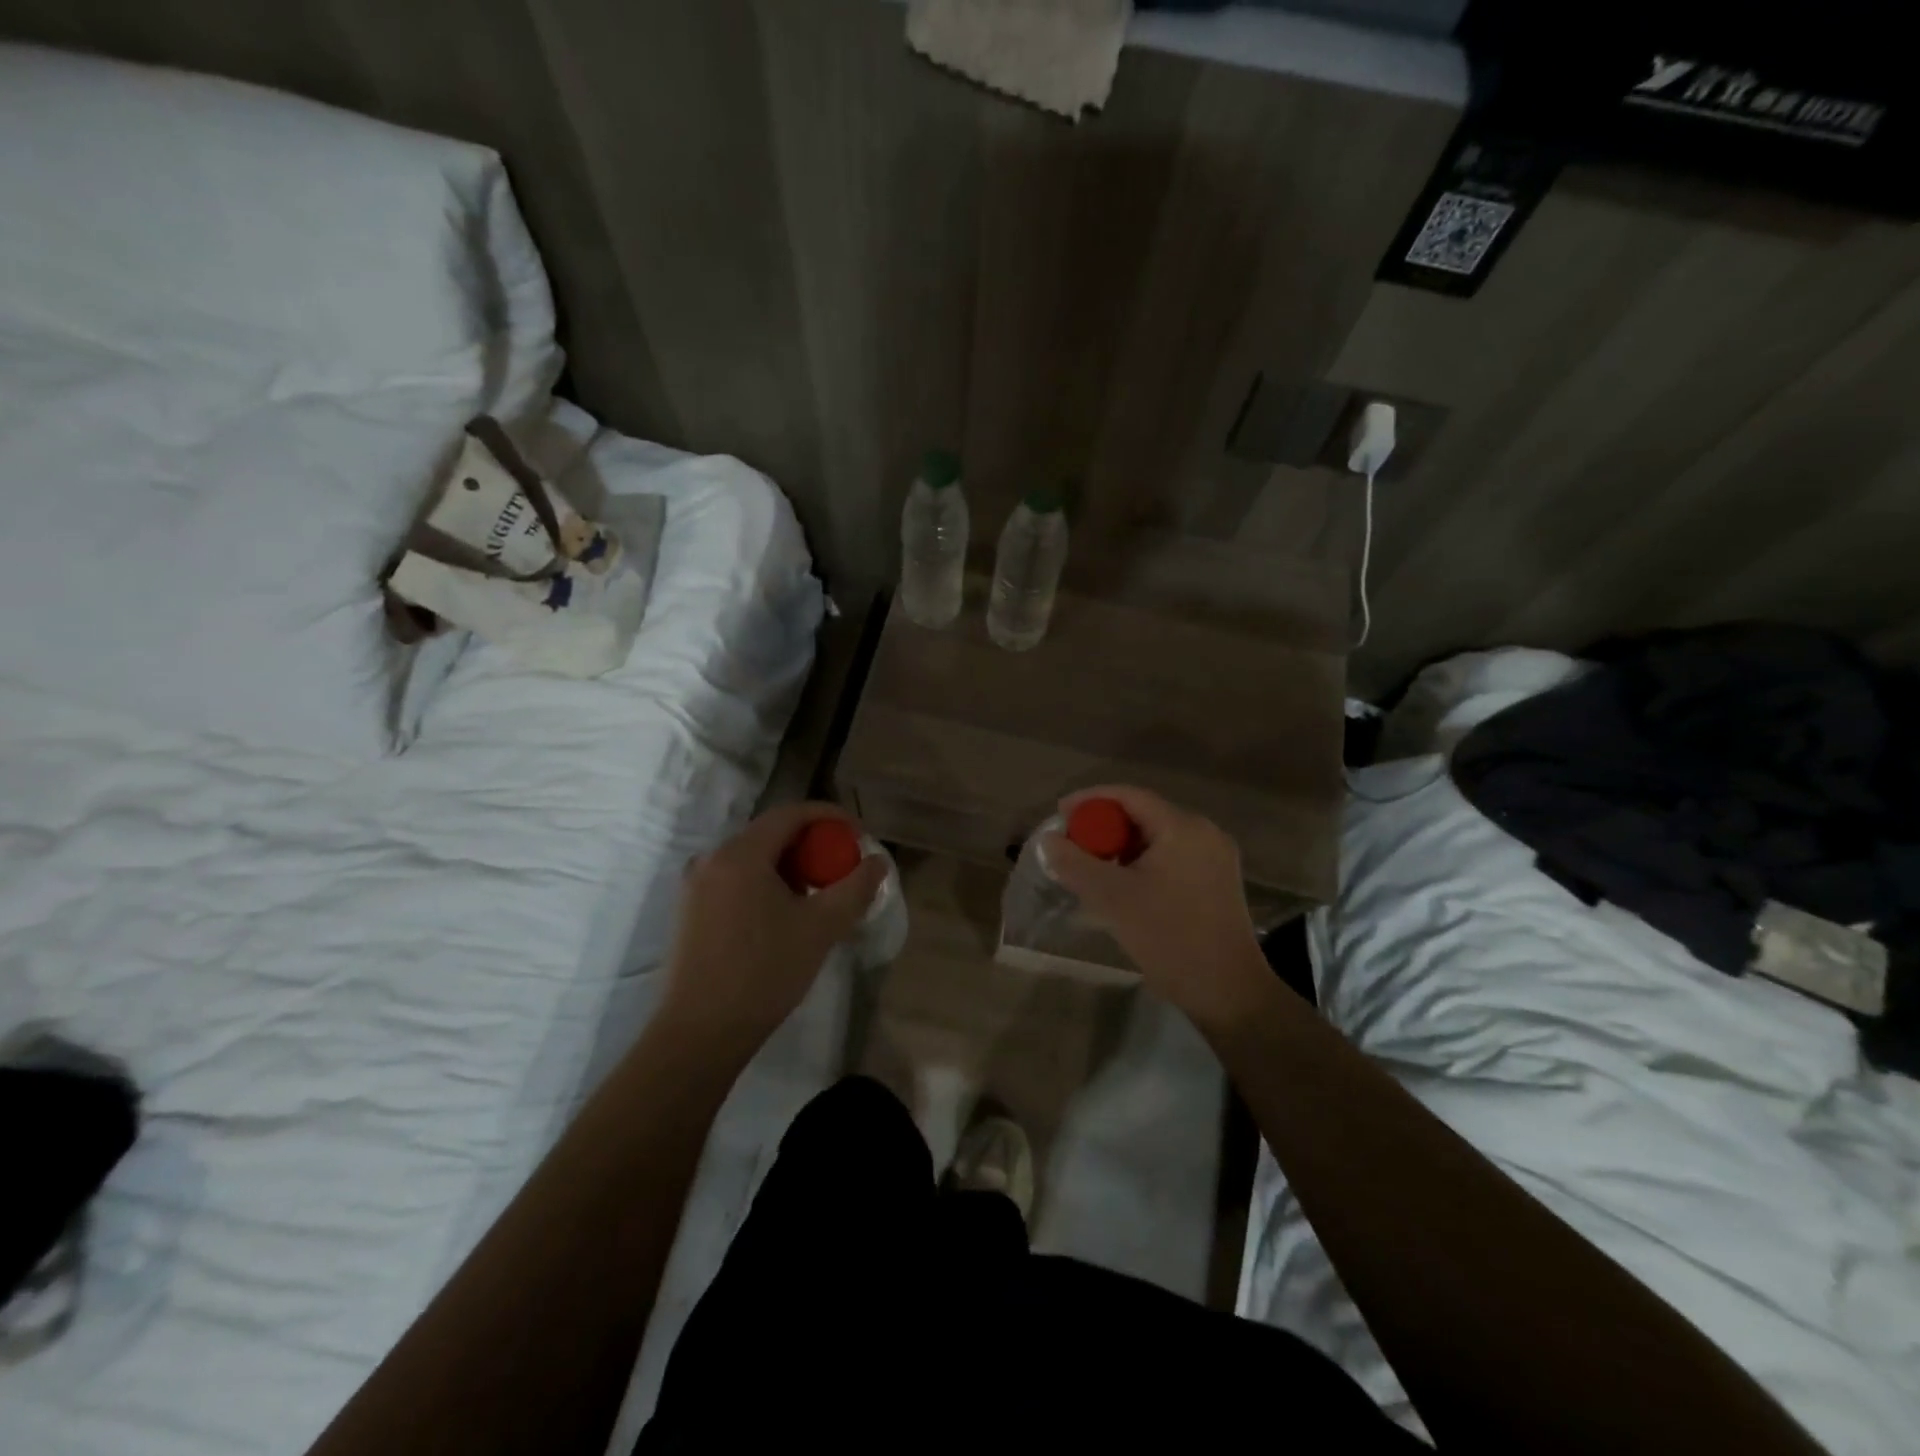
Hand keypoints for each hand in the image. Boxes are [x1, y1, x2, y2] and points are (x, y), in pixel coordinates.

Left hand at [659, 802, 887, 1063]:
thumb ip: (855, 888)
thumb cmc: (764, 973)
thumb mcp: (821, 928)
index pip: (791, 814)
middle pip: (771, 834)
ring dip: (790, 868)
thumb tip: (878, 861)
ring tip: (817, 897)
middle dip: (812, 845)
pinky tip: (783, 917)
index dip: (830, 816)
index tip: (858, 834)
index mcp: (740, 854)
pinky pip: (736, 880)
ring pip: (753, 859)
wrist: (700, 1034)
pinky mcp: (690, 912)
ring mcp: (695, 886)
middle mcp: (712, 859)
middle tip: (841, 869)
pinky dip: (766, 884)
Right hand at [1042, 786, 1270, 1033]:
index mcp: (1183, 827)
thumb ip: (1075, 864)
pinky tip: (1124, 886)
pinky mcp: (1217, 881)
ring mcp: (1215, 858)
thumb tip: (1049, 841)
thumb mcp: (1112, 898)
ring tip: (1093, 869)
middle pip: (1144, 815)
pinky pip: (1171, 857)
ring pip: (1157, 838)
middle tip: (1073, 846)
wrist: (1228, 991)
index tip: (1060, 815)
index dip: (1091, 800)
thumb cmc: (1169, 937)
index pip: (1129, 796)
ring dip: (1122, 847)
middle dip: (1104, 827)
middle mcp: (1204, 833)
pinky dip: (1143, 863)